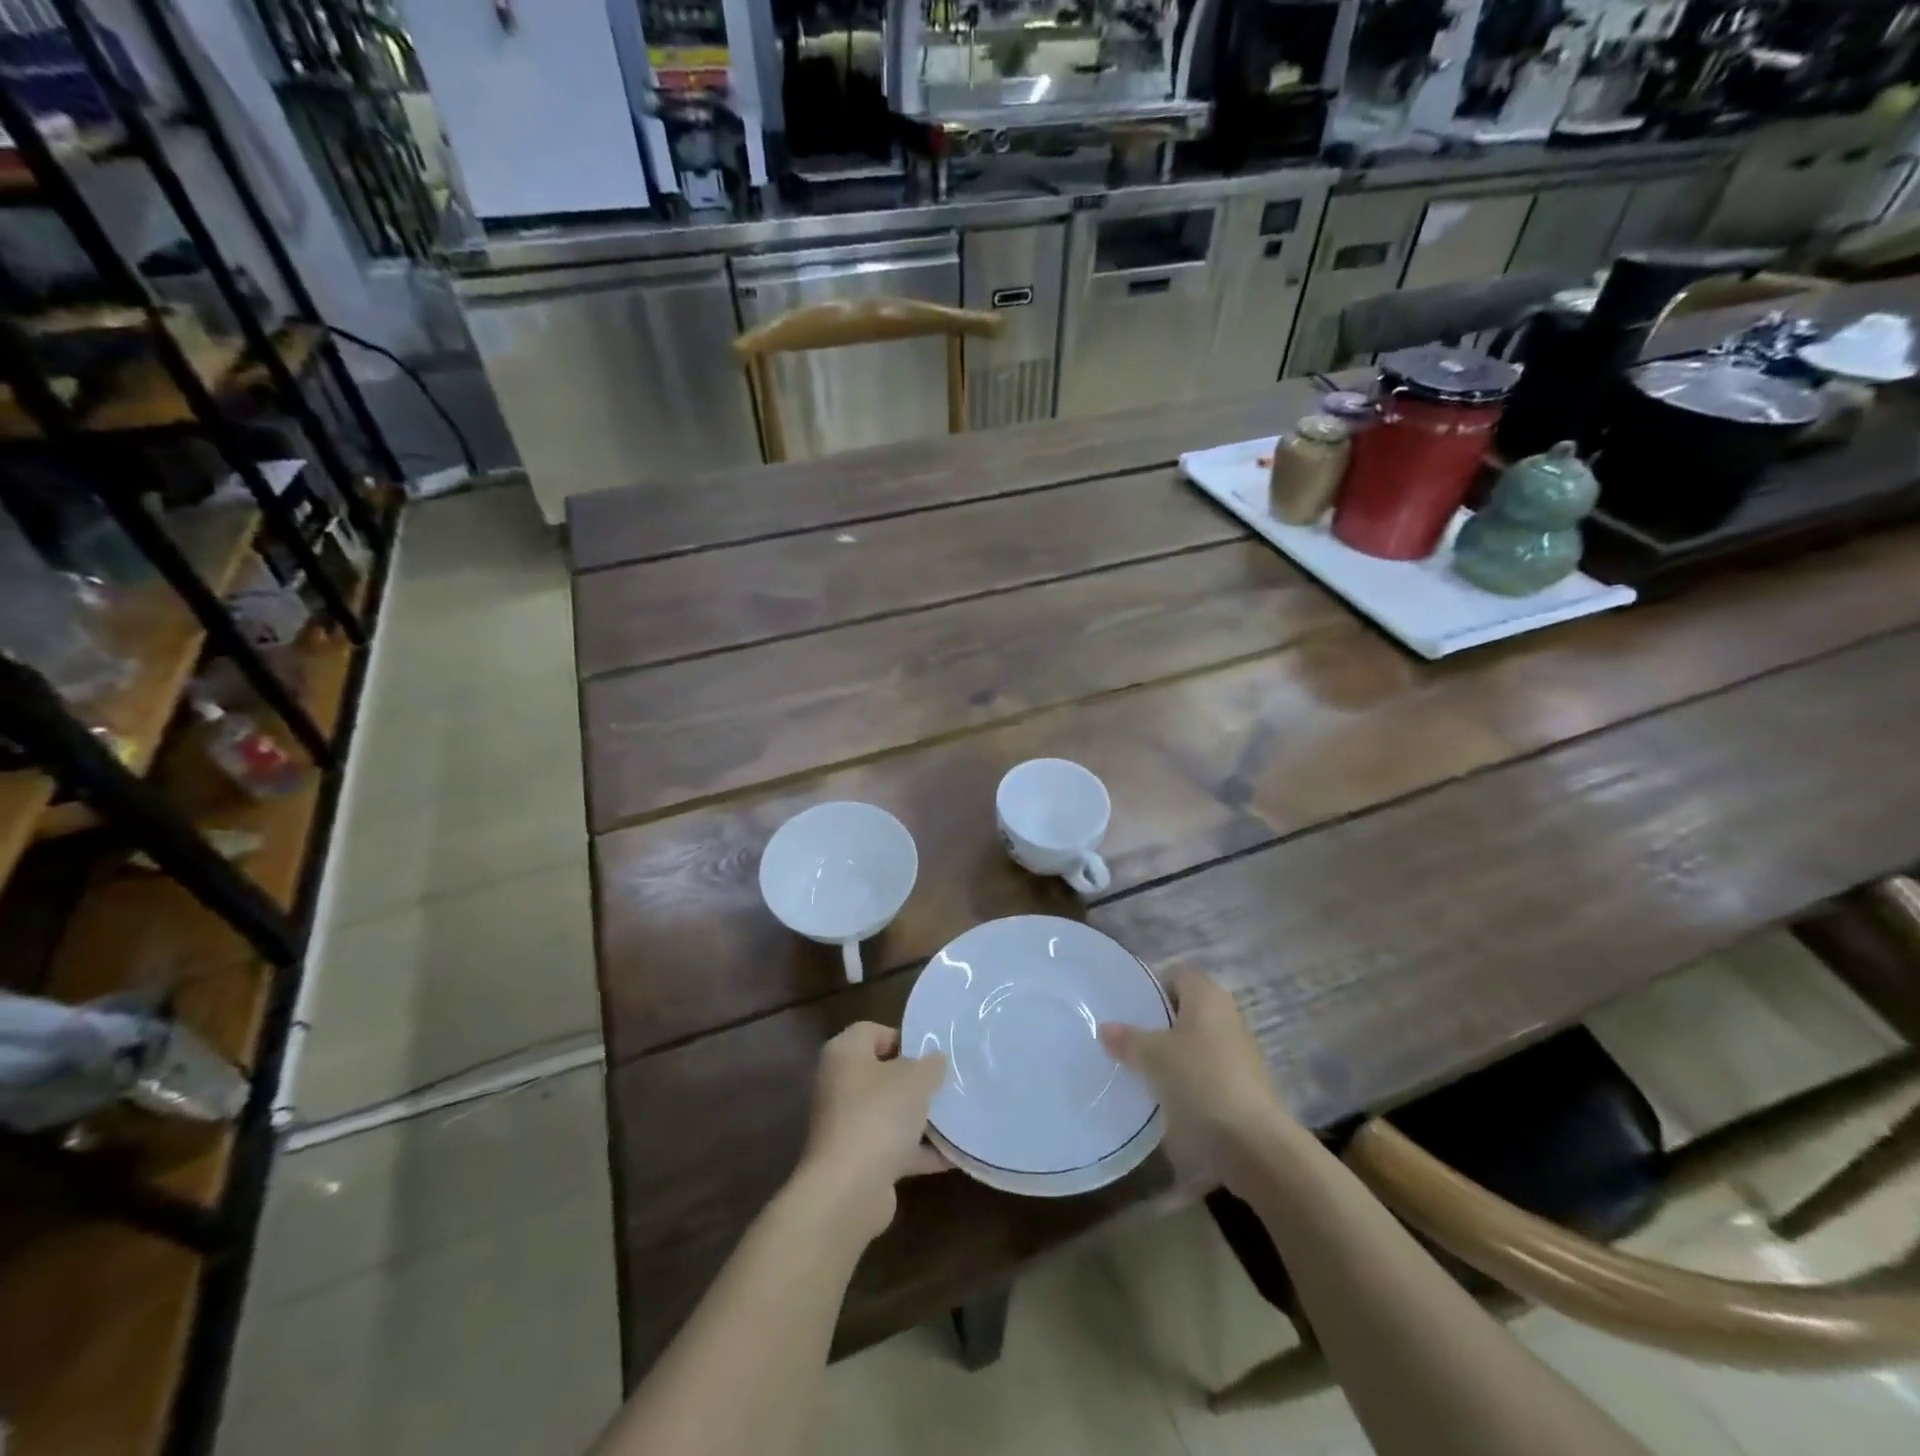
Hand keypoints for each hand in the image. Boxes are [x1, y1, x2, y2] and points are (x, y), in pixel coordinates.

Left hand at [793, 1022, 948, 1241]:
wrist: (848, 1191)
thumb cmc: (879, 1116)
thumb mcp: (914, 1080)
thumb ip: (929, 1065)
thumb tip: (935, 1059)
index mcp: (844, 1054)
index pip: (872, 1031)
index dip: (903, 1038)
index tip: (930, 1054)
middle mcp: (839, 1084)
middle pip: (882, 1073)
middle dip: (915, 1081)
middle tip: (946, 1083)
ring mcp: (846, 1124)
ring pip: (888, 1112)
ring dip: (918, 1117)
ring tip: (955, 1117)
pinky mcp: (857, 1160)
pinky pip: (892, 1147)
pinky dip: (917, 1150)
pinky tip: (950, 1155)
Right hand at [1099, 969, 1287, 1182]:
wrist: (1252, 1143)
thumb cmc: (1200, 1081)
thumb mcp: (1152, 1057)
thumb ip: (1127, 1039)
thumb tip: (1105, 1028)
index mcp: (1207, 996)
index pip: (1177, 975)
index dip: (1153, 987)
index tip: (1128, 1007)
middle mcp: (1226, 1015)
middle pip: (1186, 1008)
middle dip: (1158, 1021)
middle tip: (1127, 1037)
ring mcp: (1238, 1051)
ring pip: (1195, 1041)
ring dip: (1172, 1052)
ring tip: (1140, 1067)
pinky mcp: (1241, 1084)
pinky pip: (1205, 1069)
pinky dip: (1186, 1076)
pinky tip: (1165, 1094)